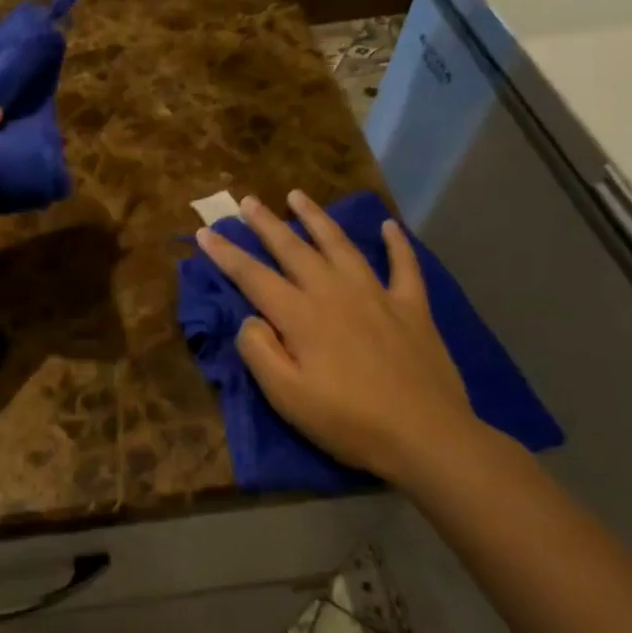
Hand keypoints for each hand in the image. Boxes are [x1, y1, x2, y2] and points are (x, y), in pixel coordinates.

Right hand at [196, 191, 478, 484]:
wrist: (427, 437)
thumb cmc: (349, 422)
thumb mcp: (286, 396)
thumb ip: (259, 351)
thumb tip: (251, 319)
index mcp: (301, 315)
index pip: (252, 276)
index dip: (225, 253)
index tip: (204, 232)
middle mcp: (334, 293)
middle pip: (293, 249)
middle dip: (266, 223)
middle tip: (247, 200)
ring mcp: (377, 295)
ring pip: (340, 245)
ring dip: (316, 218)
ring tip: (297, 195)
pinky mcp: (412, 308)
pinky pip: (404, 266)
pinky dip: (396, 244)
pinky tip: (389, 226)